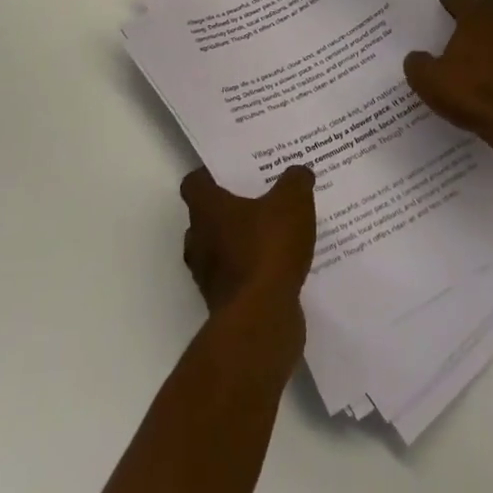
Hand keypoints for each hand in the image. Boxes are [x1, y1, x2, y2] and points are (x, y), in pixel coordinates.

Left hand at [180, 166, 316, 311]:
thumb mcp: (292, 203)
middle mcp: (199, 240)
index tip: (230, 171)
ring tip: (271, 234)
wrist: (261, 320)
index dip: (209, 175)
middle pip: (205, 218)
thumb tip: (299, 172)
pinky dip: (252, 272)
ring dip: (239, 244)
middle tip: (256, 199)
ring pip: (219, 250)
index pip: (193, 184)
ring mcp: (208, 276)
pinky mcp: (224, 304)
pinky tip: (279, 267)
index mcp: (206, 209)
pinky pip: (236, 278)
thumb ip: (295, 182)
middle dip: (228, 210)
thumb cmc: (267, 249)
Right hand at [404, 0, 492, 144]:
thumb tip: (417, 57)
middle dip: (478, 13)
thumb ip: (417, 63)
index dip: (446, 6)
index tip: (438, 24)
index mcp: (477, 14)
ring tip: (480, 60)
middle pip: (491, 2)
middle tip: (462, 36)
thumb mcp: (428, 81)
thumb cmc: (471, 93)